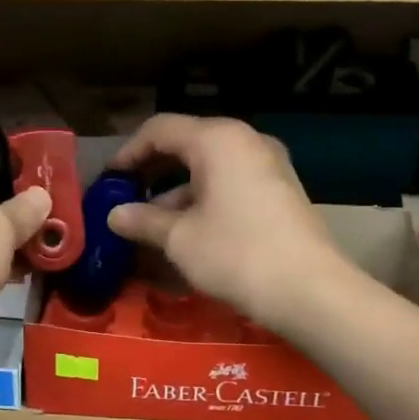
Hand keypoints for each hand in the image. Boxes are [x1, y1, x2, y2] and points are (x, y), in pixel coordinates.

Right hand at [106, 114, 349, 334]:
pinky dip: (204, 198)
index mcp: (217, 139)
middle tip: (125, 196)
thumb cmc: (235, 254)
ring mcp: (268, 164)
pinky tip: (187, 230)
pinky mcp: (280, 190)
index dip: (129, 152)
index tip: (109, 180)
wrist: (309, 290)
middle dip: (153, 170)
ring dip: (176, 190)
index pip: (160, 129)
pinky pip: (231, 182)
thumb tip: (114, 215)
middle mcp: (245, 141)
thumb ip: (143, 220)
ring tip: (150, 223)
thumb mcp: (179, 239)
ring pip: (210, 166)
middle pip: (187, 143)